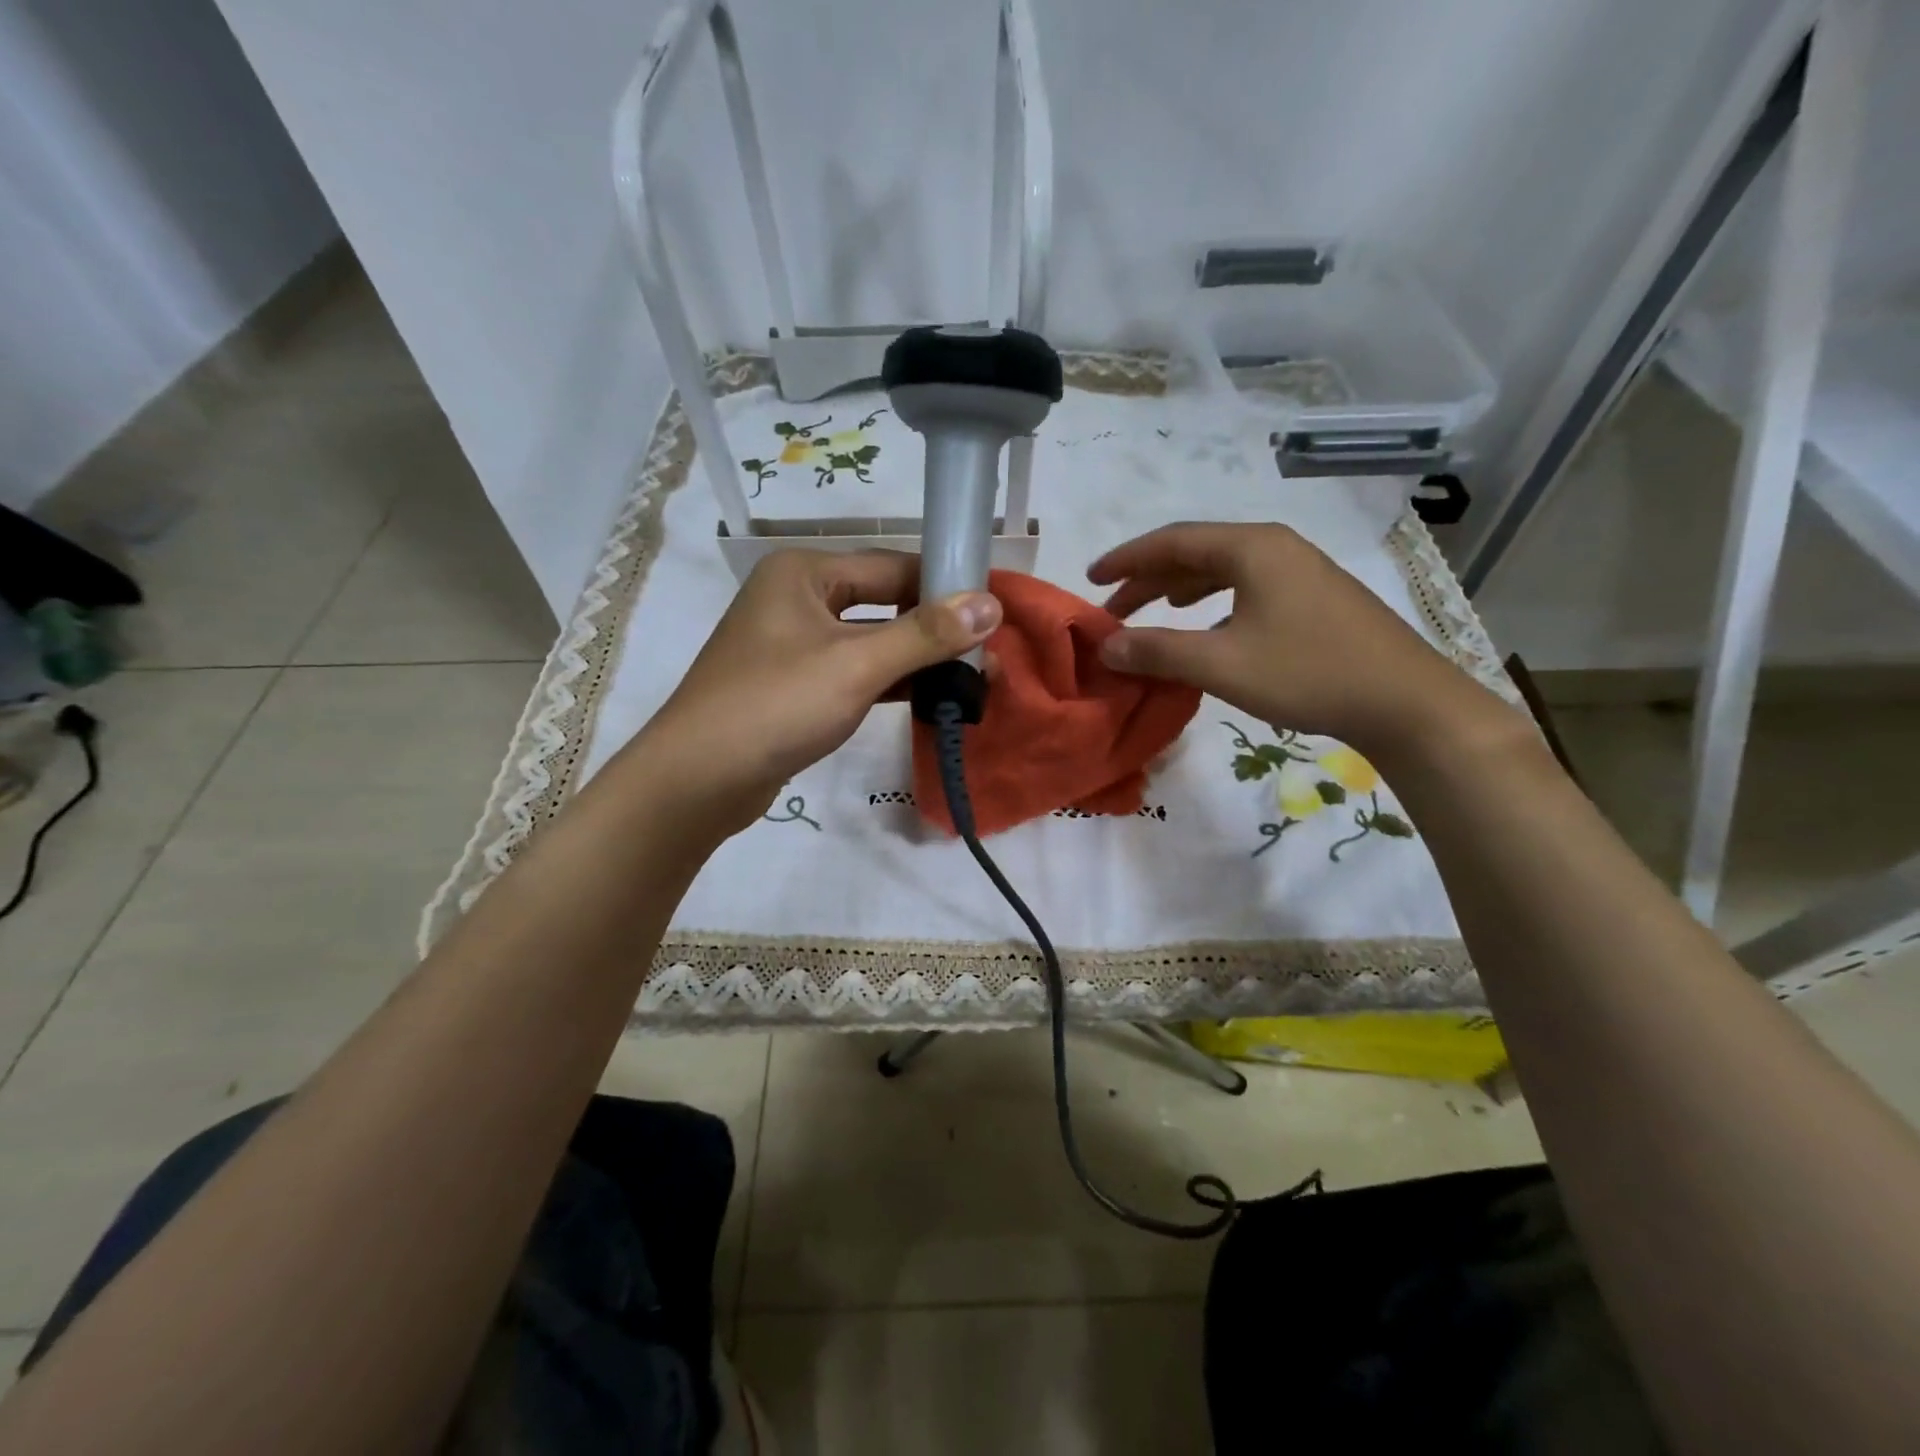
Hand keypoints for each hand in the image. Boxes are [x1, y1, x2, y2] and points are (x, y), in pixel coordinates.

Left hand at [636, 549, 999, 834]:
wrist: (699, 779)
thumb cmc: (776, 705)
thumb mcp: (857, 664)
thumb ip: (926, 634)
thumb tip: (992, 604)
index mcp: (804, 572)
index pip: (893, 566)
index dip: (945, 586)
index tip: (995, 611)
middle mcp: (797, 598)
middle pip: (884, 602)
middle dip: (935, 629)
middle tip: (989, 653)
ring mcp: (794, 644)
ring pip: (871, 641)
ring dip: (917, 660)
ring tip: (973, 679)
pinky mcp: (796, 686)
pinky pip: (855, 672)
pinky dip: (891, 683)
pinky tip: (931, 699)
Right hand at [1088, 521, 1502, 757]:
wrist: (1404, 701)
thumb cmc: (1307, 673)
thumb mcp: (1220, 664)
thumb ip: (1157, 652)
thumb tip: (1106, 647)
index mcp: (1251, 547)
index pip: (1172, 541)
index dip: (1126, 559)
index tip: (1091, 579)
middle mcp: (1275, 546)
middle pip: (1196, 552)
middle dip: (1150, 578)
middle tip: (1114, 609)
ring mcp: (1301, 569)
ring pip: (1224, 569)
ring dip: (1181, 588)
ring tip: (1154, 610)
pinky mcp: (1315, 596)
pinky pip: (1247, 585)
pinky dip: (1214, 600)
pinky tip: (1209, 624)